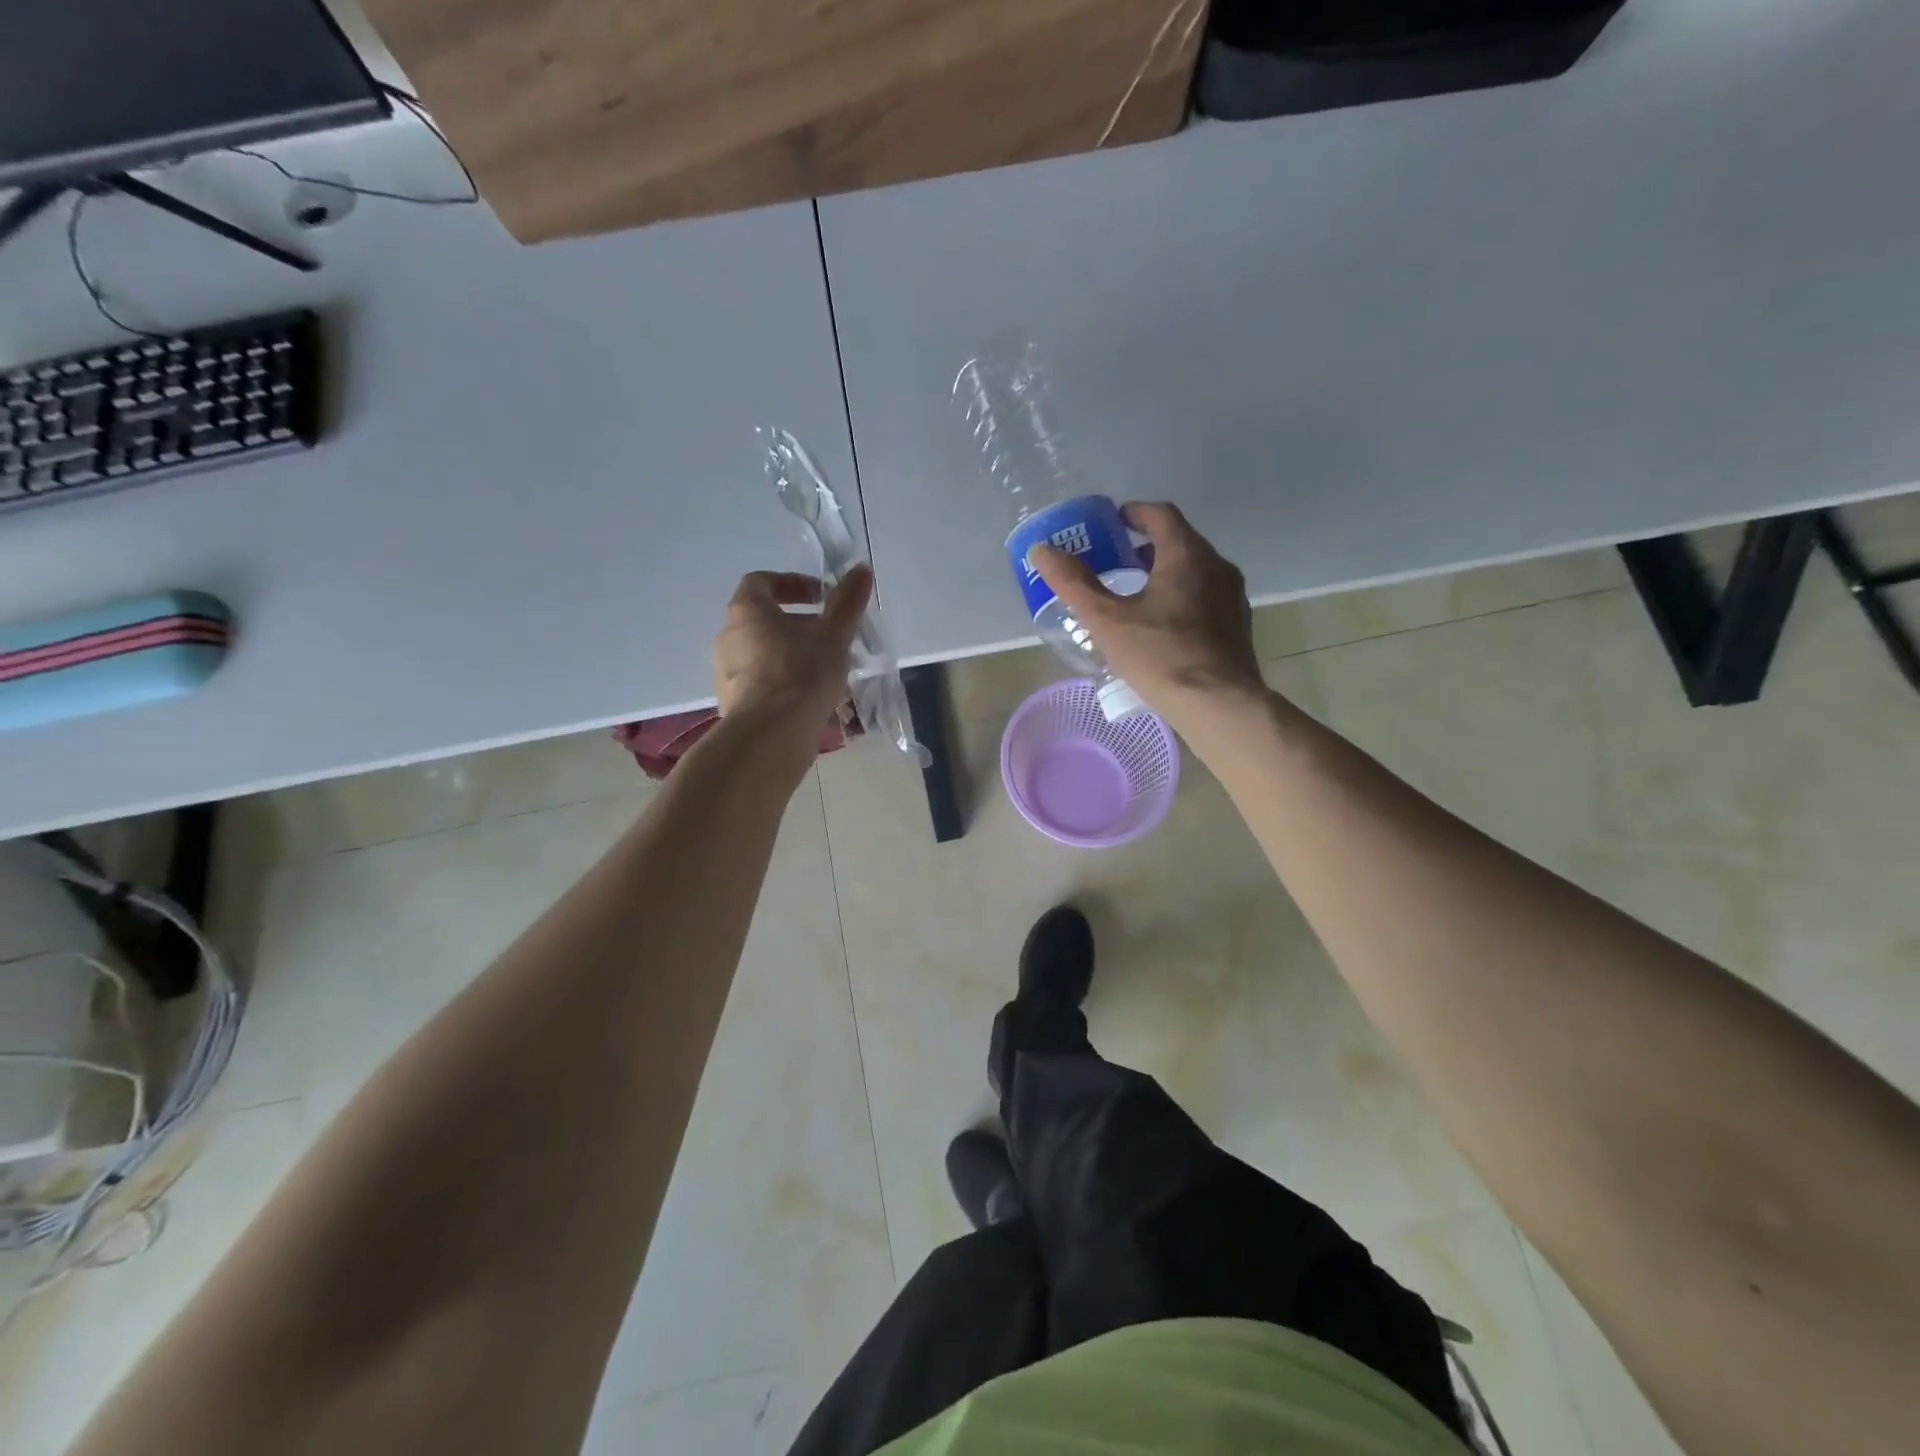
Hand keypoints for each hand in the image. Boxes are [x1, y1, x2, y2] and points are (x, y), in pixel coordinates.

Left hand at [712, 566, 872, 730]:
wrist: (771, 735)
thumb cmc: (802, 674)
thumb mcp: (834, 635)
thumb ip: (847, 601)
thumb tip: (861, 568)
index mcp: (747, 610)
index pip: (762, 582)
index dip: (793, 584)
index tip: (822, 598)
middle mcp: (728, 636)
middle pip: (764, 620)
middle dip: (799, 626)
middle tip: (831, 639)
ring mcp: (725, 672)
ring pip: (764, 654)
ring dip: (793, 656)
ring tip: (827, 674)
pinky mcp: (732, 703)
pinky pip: (761, 684)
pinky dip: (784, 684)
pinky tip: (811, 701)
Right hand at [1029, 502, 1265, 726]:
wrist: (1218, 704)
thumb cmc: (1160, 656)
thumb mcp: (1107, 620)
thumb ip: (1074, 583)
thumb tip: (1042, 550)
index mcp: (1186, 554)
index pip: (1160, 514)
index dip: (1134, 513)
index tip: (1113, 523)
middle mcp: (1217, 566)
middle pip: (1180, 542)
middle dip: (1146, 547)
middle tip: (1117, 562)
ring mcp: (1232, 596)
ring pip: (1196, 571)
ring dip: (1166, 573)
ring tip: (1136, 596)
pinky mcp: (1238, 625)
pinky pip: (1206, 597)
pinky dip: (1183, 597)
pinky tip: (1163, 627)